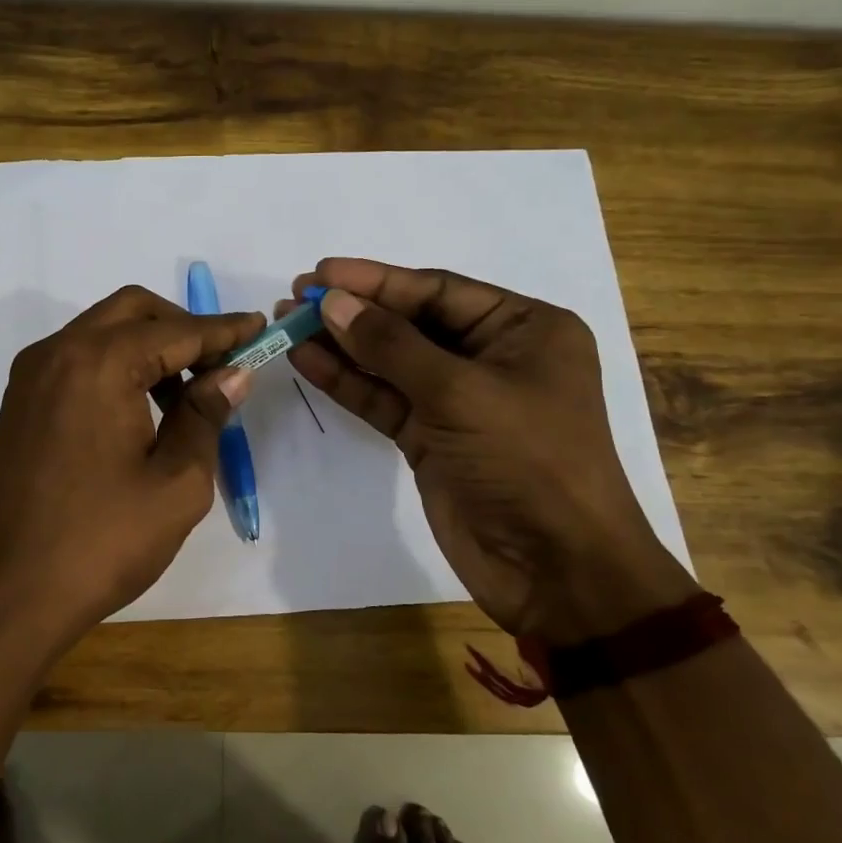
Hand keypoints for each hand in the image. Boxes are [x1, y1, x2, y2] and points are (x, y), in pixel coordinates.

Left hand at [0, 285, 262, 649]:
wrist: (13, 594)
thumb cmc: (104, 541)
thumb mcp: (177, 481)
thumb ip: (206, 414)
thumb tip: (234, 373)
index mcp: (98, 363)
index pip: (177, 330)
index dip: (224, 330)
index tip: (260, 327)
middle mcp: (58, 352)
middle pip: (133, 311)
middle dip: (184, 328)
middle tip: (222, 365)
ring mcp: (33, 374)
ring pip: (103, 331)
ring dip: (149, 347)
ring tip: (187, 398)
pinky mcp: (22, 400)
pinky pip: (78, 358)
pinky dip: (117, 365)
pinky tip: (142, 409)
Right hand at [281, 258, 694, 643]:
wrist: (555, 569)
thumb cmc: (527, 460)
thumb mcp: (460, 392)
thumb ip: (390, 345)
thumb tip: (331, 302)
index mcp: (523, 329)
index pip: (438, 291)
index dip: (376, 281)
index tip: (319, 273)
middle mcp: (491, 357)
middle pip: (410, 323)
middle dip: (354, 311)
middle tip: (294, 297)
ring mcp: (457, 400)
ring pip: (390, 362)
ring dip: (341, 345)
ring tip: (286, 324)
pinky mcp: (431, 438)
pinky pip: (383, 399)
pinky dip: (347, 382)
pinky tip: (307, 361)